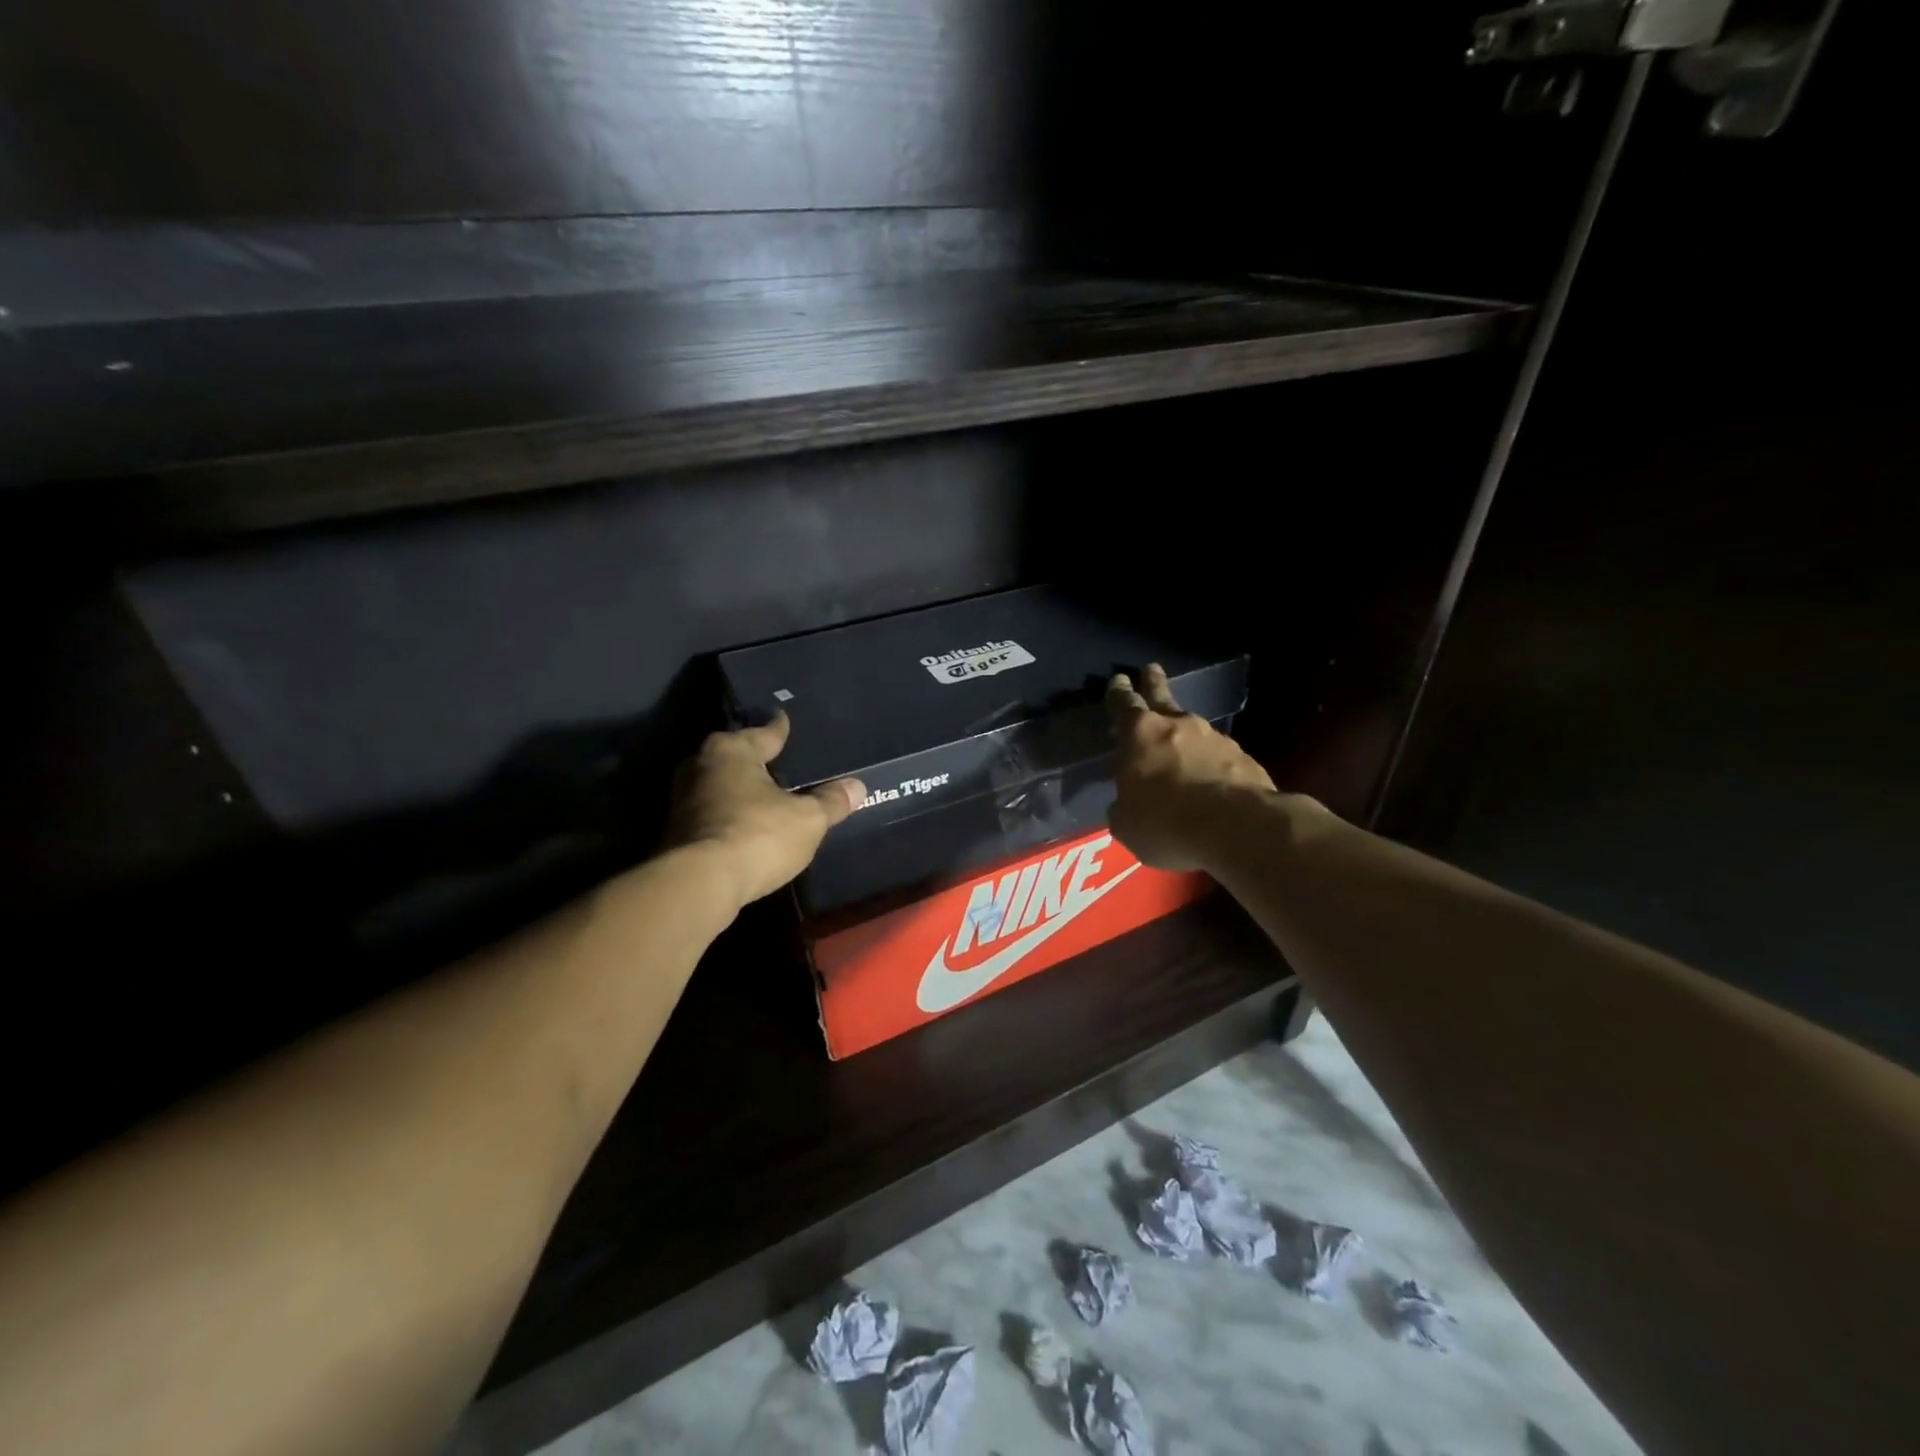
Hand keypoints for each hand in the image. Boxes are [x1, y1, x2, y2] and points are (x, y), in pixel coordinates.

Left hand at [665, 713, 865, 909]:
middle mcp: (701, 766)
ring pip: (721, 785)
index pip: (764, 733)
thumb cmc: (757, 835)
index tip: (784, 720)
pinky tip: (747, 824)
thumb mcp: (808, 819)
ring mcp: (683, 800)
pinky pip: (713, 812)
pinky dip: (730, 815)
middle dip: (756, 760)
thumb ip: (831, 801)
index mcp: (732, 750)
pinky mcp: (676, 832)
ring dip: (741, 790)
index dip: (780, 729)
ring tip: (767, 795)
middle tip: (780, 761)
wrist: (699, 885)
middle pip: (737, 756)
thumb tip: (857, 786)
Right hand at [1107, 664, 1277, 871]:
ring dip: (1185, 735)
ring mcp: (1216, 739)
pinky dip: (1211, 764)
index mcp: (1140, 735)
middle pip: (1163, 697)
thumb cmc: (1166, 822)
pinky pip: (1219, 757)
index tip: (1119, 680)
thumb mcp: (1126, 823)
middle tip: (1152, 669)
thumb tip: (1127, 803)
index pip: (1124, 705)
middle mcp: (1178, 726)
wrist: (1238, 829)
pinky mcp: (1245, 760)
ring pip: (1194, 730)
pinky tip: (1211, 781)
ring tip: (1181, 747)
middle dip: (1154, 683)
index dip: (1119, 693)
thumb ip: (1123, 805)